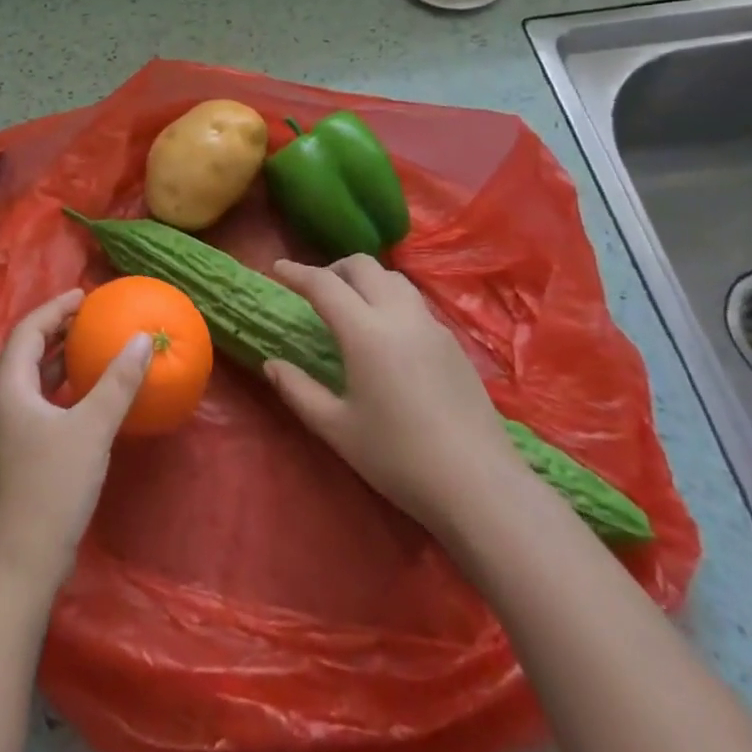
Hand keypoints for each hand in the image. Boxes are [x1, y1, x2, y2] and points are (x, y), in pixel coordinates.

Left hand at [0, 288, 152, 593]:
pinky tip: (91, 397)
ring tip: (95, 347)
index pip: (28, 330)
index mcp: (10, 388)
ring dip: (62, 360)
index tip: (85, 295)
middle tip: (93, 317)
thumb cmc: (51, 488)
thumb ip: (118, 382)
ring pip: (35, 380)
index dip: (55, 307)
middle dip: (59, 330)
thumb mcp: (91, 429)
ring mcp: (10, 432)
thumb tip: (143, 338)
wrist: (20, 566)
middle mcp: (4, 403)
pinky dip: (65, 390)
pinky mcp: (21, 455)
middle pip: (28, 352)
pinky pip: (43, 404)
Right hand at [264, 256, 523, 535]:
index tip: (277, 268)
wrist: (480, 486)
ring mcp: (431, 325)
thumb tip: (271, 364)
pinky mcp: (453, 342)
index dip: (297, 272)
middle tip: (315, 289)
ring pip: (393, 278)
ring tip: (352, 305)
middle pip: (363, 265)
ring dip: (366, 279)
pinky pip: (414, 302)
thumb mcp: (338, 429)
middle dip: (333, 268)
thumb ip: (299, 391)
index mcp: (365, 332)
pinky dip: (390, 299)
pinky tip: (387, 333)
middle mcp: (399, 315)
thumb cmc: (399, 459)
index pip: (324, 284)